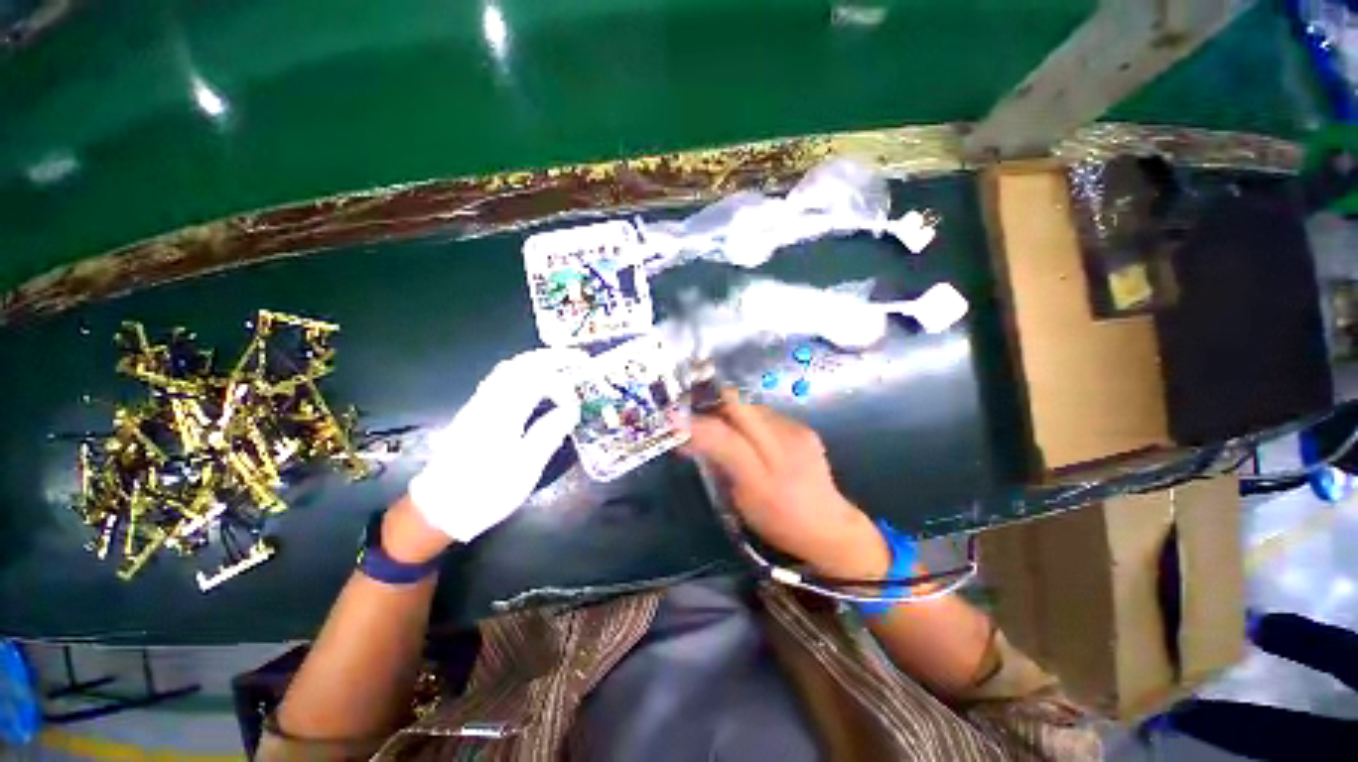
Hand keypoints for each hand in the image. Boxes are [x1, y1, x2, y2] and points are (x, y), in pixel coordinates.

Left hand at [407, 348, 586, 546]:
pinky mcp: (472, 413)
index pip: (536, 381)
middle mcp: (487, 403)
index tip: (578, 398)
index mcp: (502, 415)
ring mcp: (476, 406)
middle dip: (548, 357)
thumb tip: (571, 410)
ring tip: (558, 363)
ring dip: (534, 361)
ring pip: (505, 370)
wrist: (439, 509)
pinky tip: (532, 380)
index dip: (561, 383)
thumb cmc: (486, 492)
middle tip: (575, 357)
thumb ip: (548, 434)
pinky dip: (520, 371)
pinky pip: (498, 380)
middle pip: (518, 366)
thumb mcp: (524, 470)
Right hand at [682, 391, 889, 578]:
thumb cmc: (778, 520)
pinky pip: (767, 415)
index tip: (674, 419)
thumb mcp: (741, 498)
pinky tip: (751, 435)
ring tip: (723, 428)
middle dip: (711, 405)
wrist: (829, 526)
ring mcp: (796, 430)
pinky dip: (751, 419)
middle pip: (738, 407)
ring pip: (752, 408)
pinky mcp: (804, 429)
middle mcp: (782, 440)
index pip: (723, 431)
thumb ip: (718, 461)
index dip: (696, 421)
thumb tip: (687, 437)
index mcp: (764, 469)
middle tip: (695, 416)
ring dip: (732, 412)